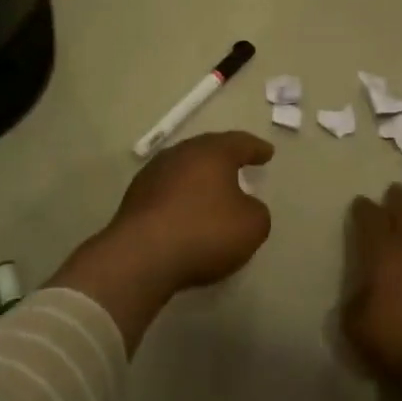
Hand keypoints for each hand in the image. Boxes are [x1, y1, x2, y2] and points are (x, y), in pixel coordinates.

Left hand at [52, 131, 273, 352]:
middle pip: (207, 150)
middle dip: (224, 158)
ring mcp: (152, 175)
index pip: (240, 143)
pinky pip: (167, 191)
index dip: (256, 149)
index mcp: (212, 152)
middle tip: (239, 164)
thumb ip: (256, 211)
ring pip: (184, 169)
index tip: (267, 153)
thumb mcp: (252, 226)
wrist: (141, 257)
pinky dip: (181, 197)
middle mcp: (180, 154)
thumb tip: (244, 206)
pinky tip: (186, 212)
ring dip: (199, 178)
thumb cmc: (205, 232)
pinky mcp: (134, 199)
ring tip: (212, 190)